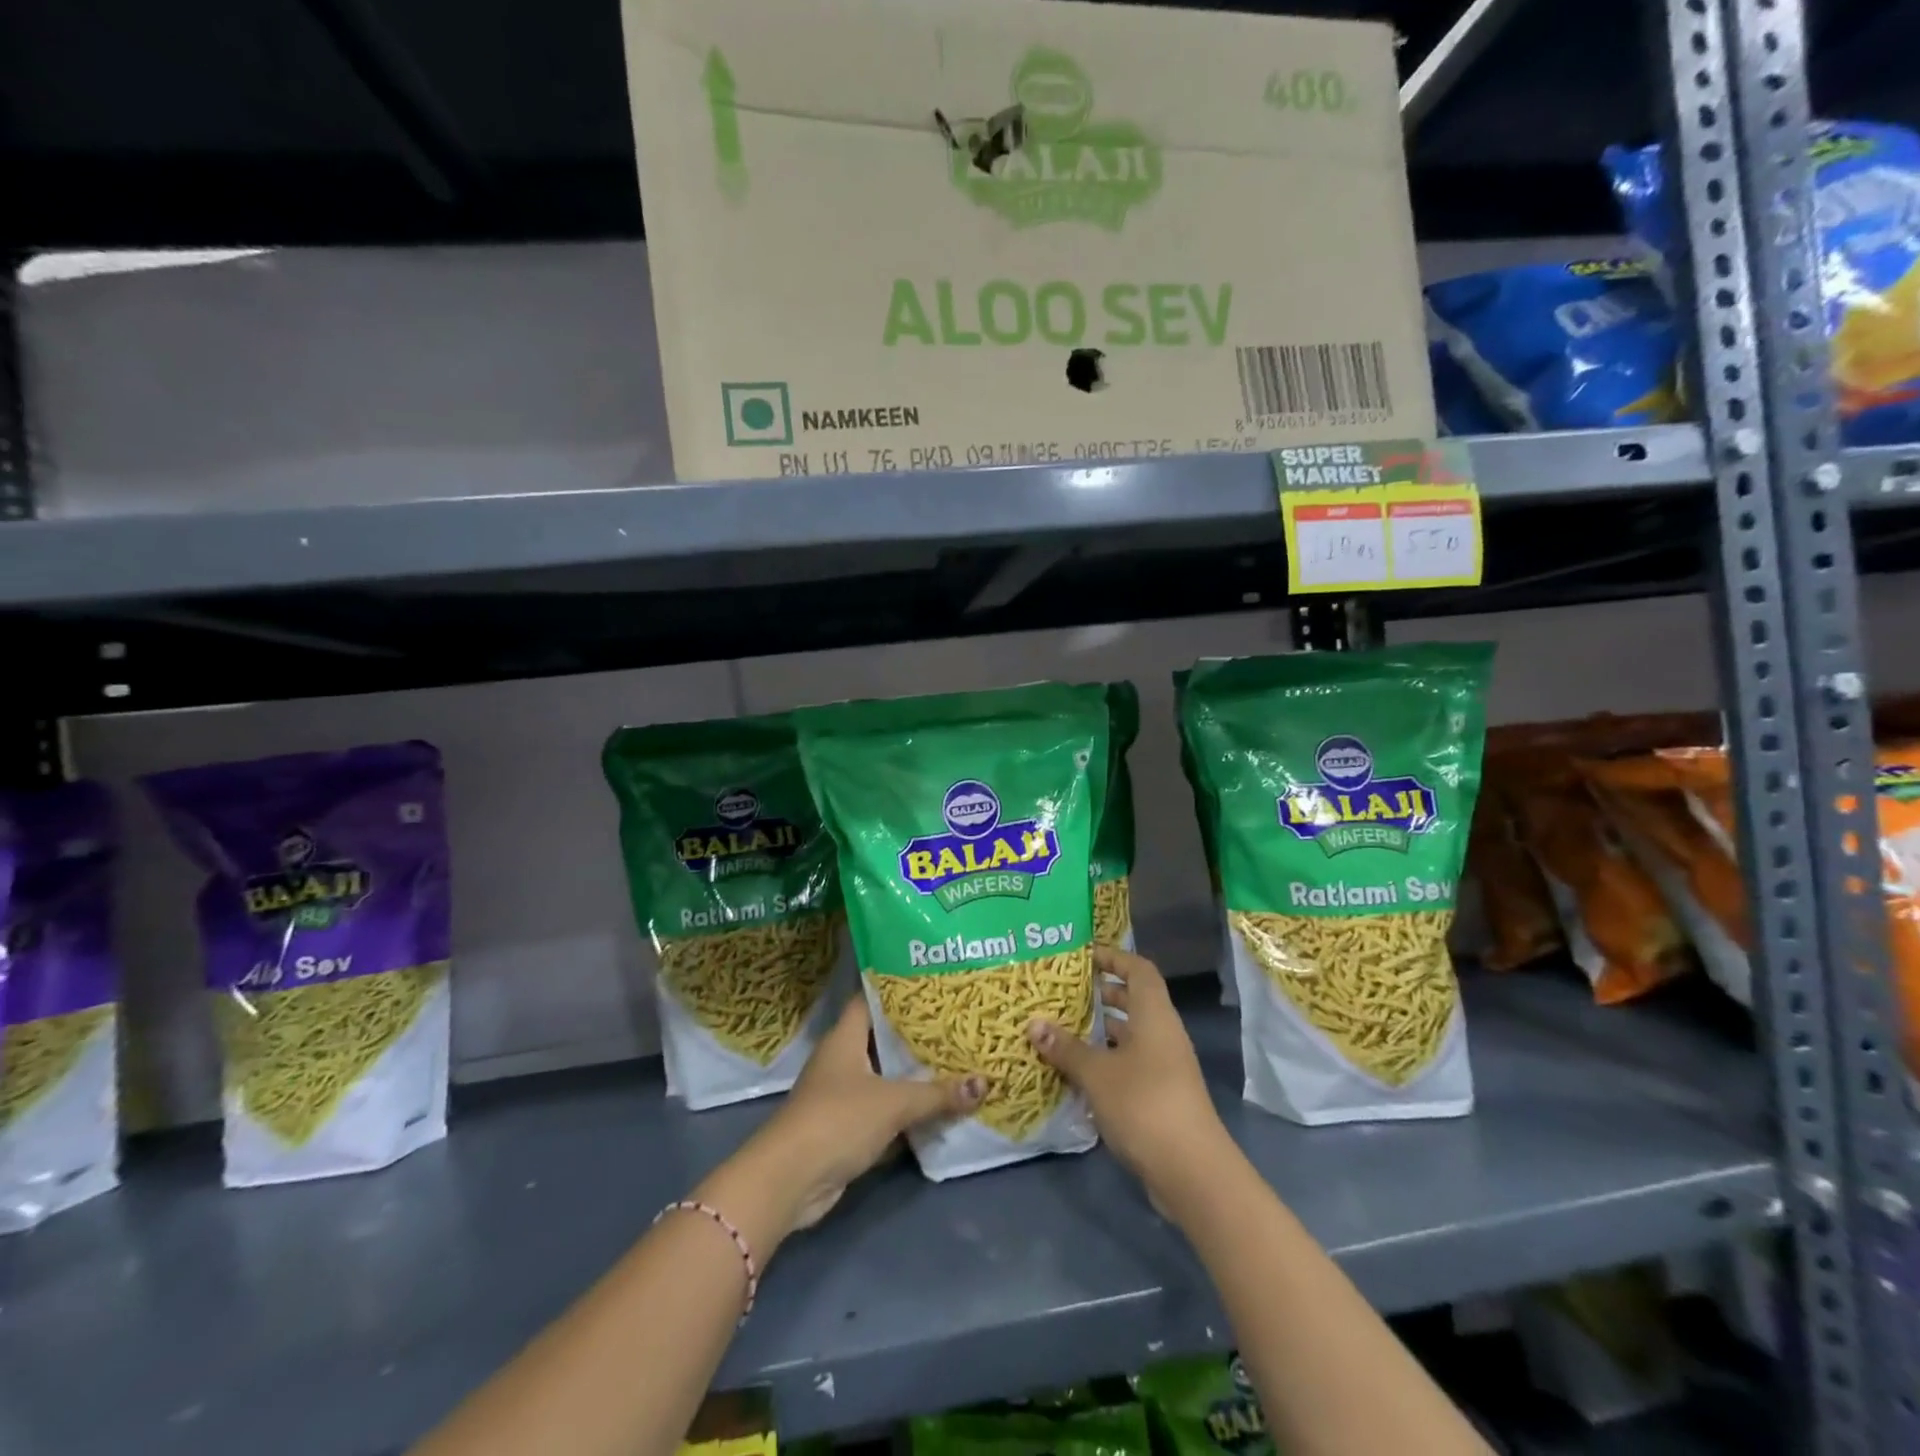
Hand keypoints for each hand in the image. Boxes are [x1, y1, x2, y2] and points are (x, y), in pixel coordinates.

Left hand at [701, 996, 984, 1240]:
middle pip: (882, 1039)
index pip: (870, 999)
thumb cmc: (837, 1120)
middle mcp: (842, 1060)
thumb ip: (937, 1094)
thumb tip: (984, 1082)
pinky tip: (938, 1106)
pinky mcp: (846, 1128)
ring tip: (956, 1059)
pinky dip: (906, 1109)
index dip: (898, 989)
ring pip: (885, 1076)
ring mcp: (842, 1095)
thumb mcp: (893, 1102)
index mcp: (845, 1038)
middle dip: (916, 1035)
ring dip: (914, 1075)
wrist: (789, 1181)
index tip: (932, 982)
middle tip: (956, 1022)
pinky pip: (884, 1109)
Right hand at [1028, 946, 1228, 1198]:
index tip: (1083, 957)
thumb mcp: (1097, 1073)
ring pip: (1130, 1036)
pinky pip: (1130, 1064)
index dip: (1114, 958)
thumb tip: (1034, 1024)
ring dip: (1100, 1032)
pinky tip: (1076, 1073)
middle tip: (1064, 993)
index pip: (1139, 969)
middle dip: (1101, 994)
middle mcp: (1163, 1034)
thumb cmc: (1144, 1104)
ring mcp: (1165, 1067)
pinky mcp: (1160, 1096)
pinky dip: (1106, 1062)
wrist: (1191, 1172)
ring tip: (1062, 1029)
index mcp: (1154, 1015)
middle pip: (1134, 1001)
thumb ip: (1066, 1048)